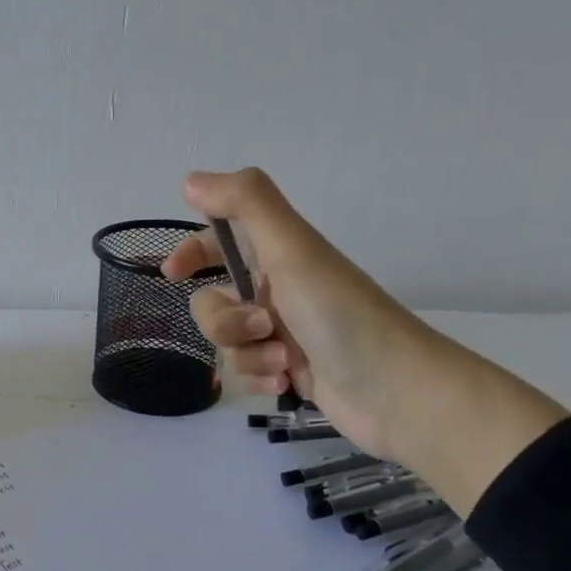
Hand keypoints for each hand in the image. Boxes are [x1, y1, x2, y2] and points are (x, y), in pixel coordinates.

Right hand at [162, 168, 567, 512]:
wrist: (397, 391)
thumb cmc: (341, 315)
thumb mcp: (292, 250)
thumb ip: (246, 204)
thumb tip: (191, 179)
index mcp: (279, 257)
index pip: (222, 241)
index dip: (193, 251)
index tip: (173, 274)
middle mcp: (278, 291)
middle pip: (215, 302)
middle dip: (225, 321)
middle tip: (261, 325)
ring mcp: (283, 334)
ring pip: (228, 343)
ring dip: (248, 354)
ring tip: (286, 362)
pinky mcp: (289, 372)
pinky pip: (246, 374)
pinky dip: (261, 379)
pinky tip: (288, 385)